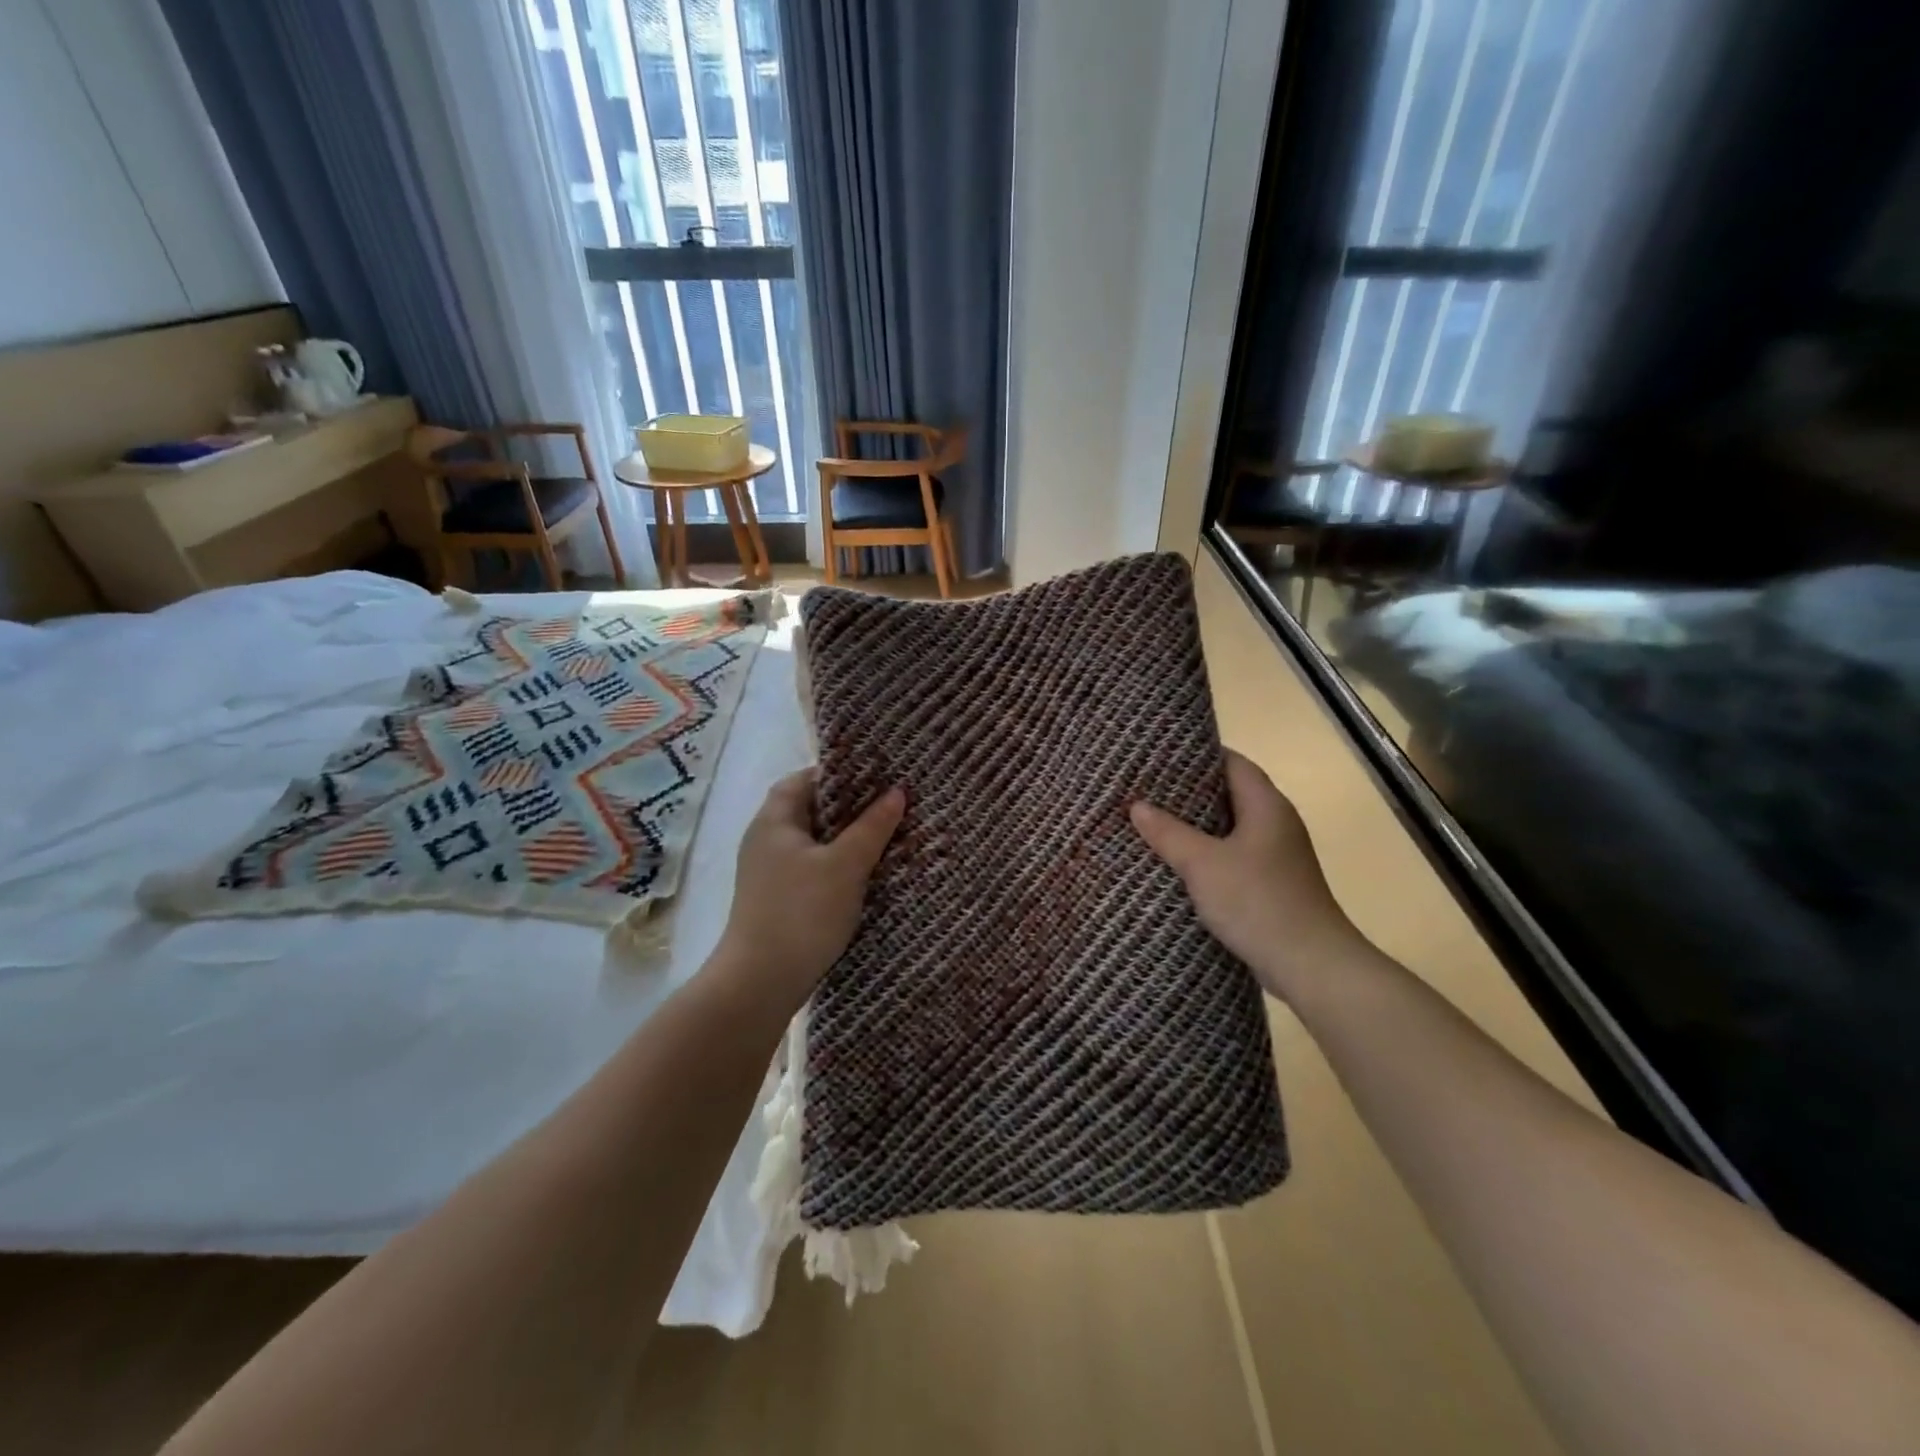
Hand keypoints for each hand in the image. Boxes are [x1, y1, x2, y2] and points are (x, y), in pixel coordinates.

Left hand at [712, 769, 905, 1014]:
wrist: (760, 984)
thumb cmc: (802, 913)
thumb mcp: (845, 865)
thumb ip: (872, 827)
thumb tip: (897, 792)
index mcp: (774, 821)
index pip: (804, 779)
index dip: (839, 774)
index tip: (876, 775)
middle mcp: (766, 841)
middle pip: (811, 810)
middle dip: (850, 807)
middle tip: (890, 804)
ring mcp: (769, 873)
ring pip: (814, 842)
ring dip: (846, 839)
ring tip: (887, 836)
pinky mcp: (778, 901)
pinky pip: (813, 869)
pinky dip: (837, 865)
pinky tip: (866, 875)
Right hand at [1130, 749, 1360, 1003]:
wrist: (1311, 966)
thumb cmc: (1258, 903)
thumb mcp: (1202, 864)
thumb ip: (1168, 832)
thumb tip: (1137, 806)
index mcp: (1267, 806)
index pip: (1233, 762)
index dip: (1198, 755)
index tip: (1159, 756)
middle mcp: (1277, 823)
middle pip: (1231, 793)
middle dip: (1190, 791)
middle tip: (1146, 788)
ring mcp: (1277, 855)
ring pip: (1230, 827)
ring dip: (1197, 825)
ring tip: (1153, 821)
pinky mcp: (1272, 884)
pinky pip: (1234, 855)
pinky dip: (1207, 853)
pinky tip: (1178, 863)